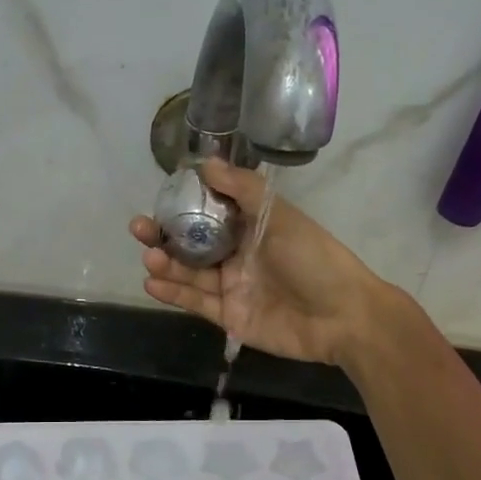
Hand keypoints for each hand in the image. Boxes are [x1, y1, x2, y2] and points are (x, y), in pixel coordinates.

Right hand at [129, 158, 390, 367]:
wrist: (342, 316)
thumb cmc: (314, 258)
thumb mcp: (280, 216)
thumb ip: (242, 190)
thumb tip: (205, 162)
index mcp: (251, 228)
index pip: (208, 213)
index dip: (181, 206)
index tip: (158, 198)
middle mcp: (237, 255)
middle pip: (191, 244)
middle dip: (163, 236)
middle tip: (138, 228)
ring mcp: (232, 288)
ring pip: (189, 274)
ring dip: (165, 264)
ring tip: (149, 256)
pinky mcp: (229, 316)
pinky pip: (195, 303)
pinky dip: (174, 293)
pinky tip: (152, 283)